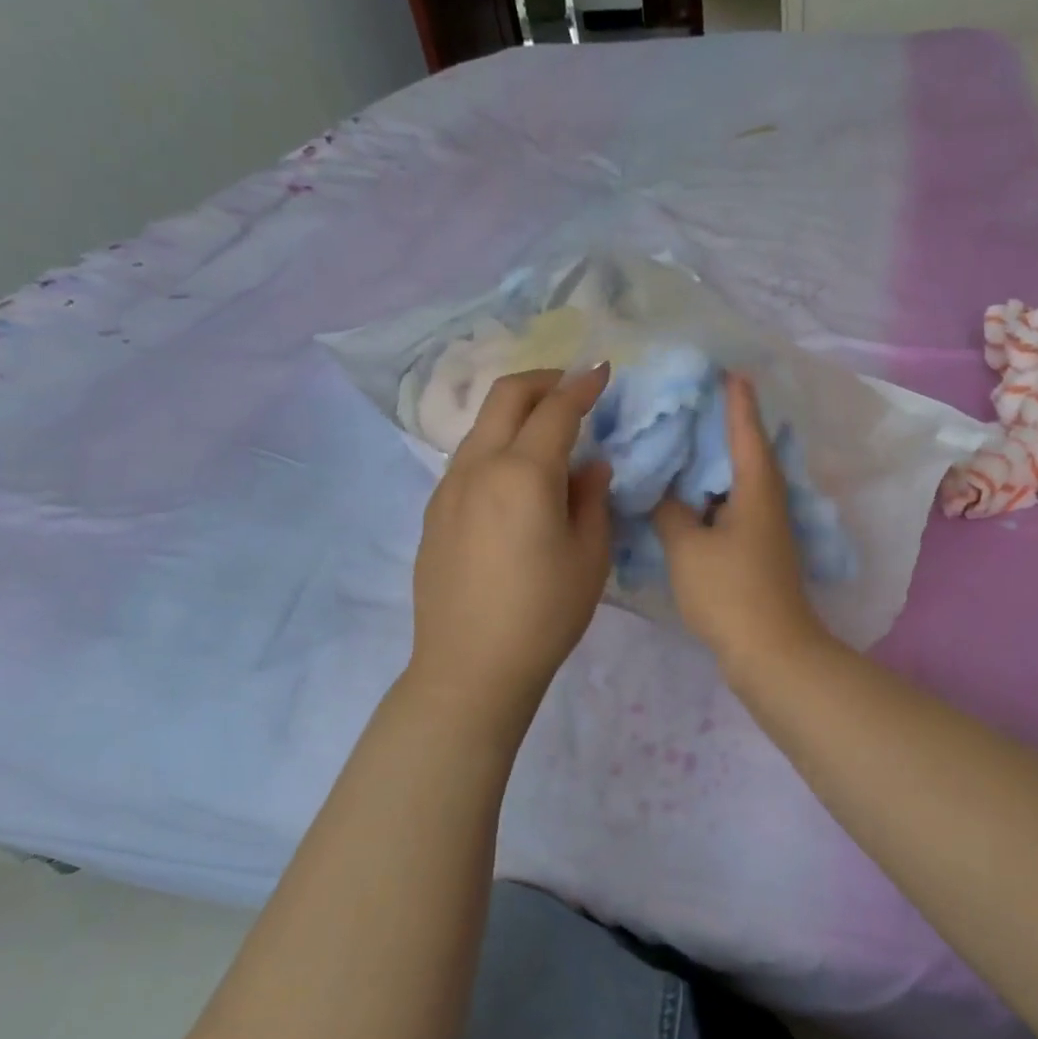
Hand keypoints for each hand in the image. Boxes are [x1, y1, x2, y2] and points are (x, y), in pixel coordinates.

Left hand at [408, 367, 612, 718]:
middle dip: (542, 379)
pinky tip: (516, 476)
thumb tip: (591, 466)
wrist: (471, 666)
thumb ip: (593, 499)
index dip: (582, 386)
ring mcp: (448, 487)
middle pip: (506, 396)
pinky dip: (496, 444)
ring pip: (482, 425)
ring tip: (546, 430)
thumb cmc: (544, 615)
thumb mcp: (589, 557)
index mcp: (523, 474)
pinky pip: (468, 458)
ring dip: (515, 411)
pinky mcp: (434, 511)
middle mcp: (479, 467)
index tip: (602, 372)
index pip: (556, 410)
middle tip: (571, 387)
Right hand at [653, 375, 827, 674]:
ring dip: (716, 461)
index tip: (727, 370)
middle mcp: (768, 500)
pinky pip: (734, 507)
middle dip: (725, 425)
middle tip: (693, 400)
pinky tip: (689, 496)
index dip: (735, 400)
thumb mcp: (687, 547)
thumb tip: (664, 492)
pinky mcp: (758, 551)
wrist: (771, 651)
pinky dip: (713, 494)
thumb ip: (669, 511)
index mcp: (756, 487)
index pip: (745, 430)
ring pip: (739, 481)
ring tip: (684, 441)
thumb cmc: (730, 592)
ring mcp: (766, 528)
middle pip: (747, 451)